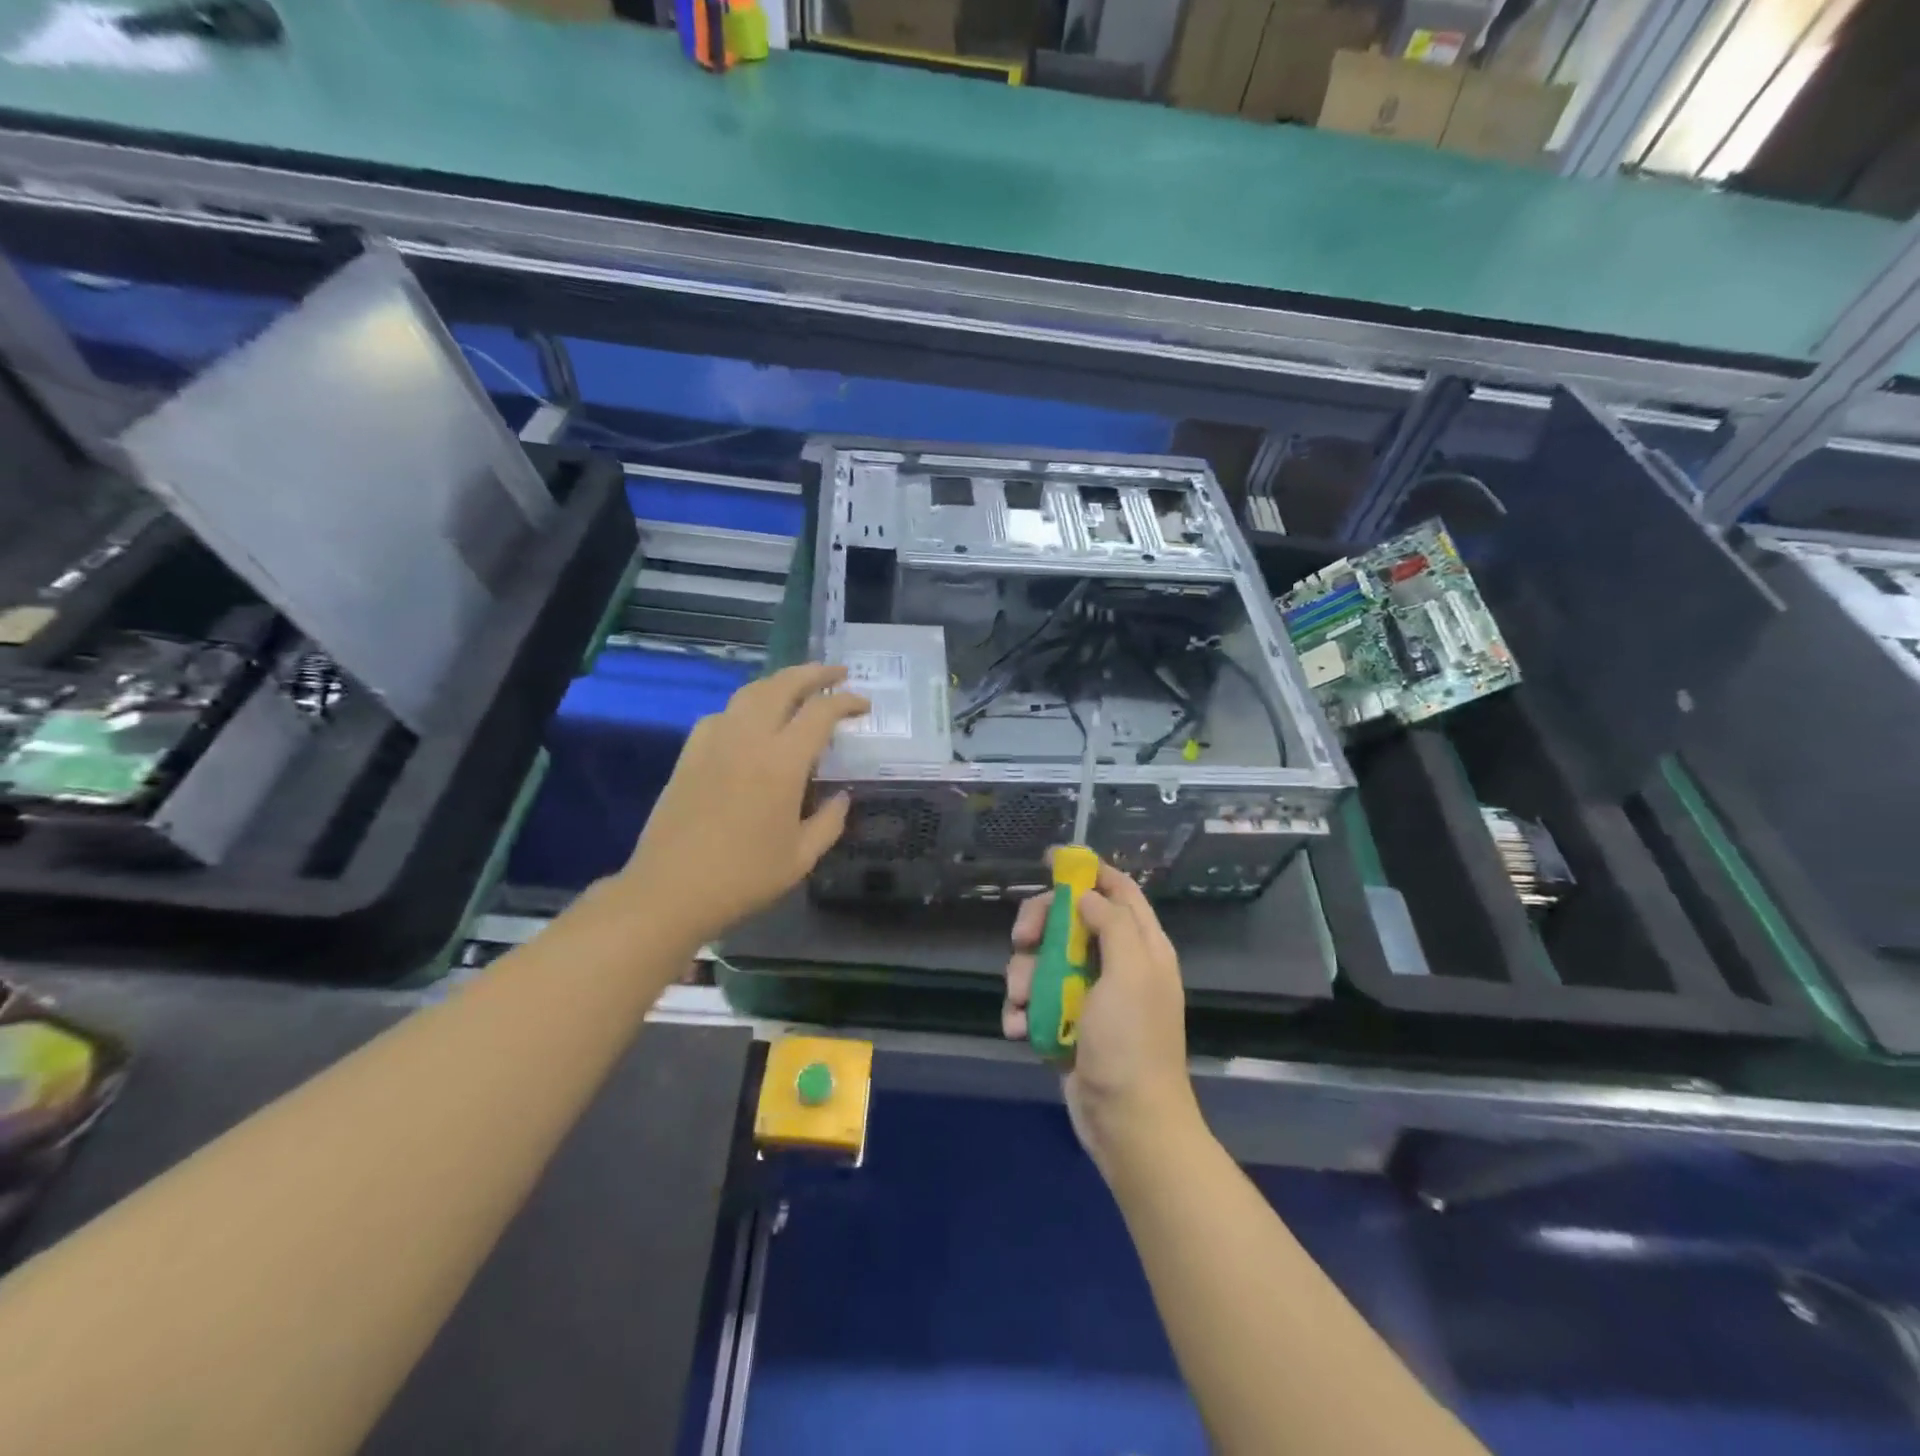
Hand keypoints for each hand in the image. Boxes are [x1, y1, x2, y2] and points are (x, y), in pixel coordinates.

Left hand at [619, 664, 868, 947]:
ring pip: (749, 693)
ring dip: (779, 682)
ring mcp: (714, 742)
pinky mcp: (689, 754)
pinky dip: (745, 706)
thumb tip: (841, 796)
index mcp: (782, 763)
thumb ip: (829, 822)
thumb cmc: (743, 878)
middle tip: (838, 674)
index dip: (847, 702)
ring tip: (798, 688)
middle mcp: (748, 739)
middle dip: (814, 673)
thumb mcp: (801, 858)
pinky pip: (721, 714)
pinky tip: (750, 722)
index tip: (864, 706)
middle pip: (783, 685)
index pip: (821, 713)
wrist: (670, 891)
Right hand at [1002, 859, 1201, 1175]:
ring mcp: (1089, 996)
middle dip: (1040, 926)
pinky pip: (1035, 1002)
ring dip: (1024, 978)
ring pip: (1043, 961)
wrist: (1127, 1124)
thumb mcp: (1130, 974)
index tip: (1051, 860)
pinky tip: (1022, 1029)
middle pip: (1070, 920)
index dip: (1088, 871)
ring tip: (1025, 1004)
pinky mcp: (1066, 1025)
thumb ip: (1112, 924)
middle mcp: (1115, 964)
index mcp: (1141, 947)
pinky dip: (1024, 1012)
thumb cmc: (1132, 1044)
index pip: (1118, 891)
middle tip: (1021, 939)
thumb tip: (1086, 895)